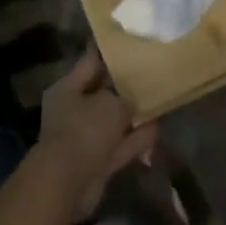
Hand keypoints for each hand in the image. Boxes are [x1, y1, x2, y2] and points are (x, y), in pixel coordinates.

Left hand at [33, 50, 156, 217]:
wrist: (69, 183)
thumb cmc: (84, 130)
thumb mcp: (110, 104)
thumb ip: (124, 97)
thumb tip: (130, 101)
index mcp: (68, 88)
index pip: (90, 61)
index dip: (109, 51)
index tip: (129, 41)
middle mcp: (73, 110)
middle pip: (102, 93)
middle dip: (124, 87)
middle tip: (150, 73)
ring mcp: (84, 137)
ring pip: (113, 121)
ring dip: (132, 116)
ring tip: (158, 101)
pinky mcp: (96, 161)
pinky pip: (119, 144)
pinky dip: (135, 139)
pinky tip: (156, 128)